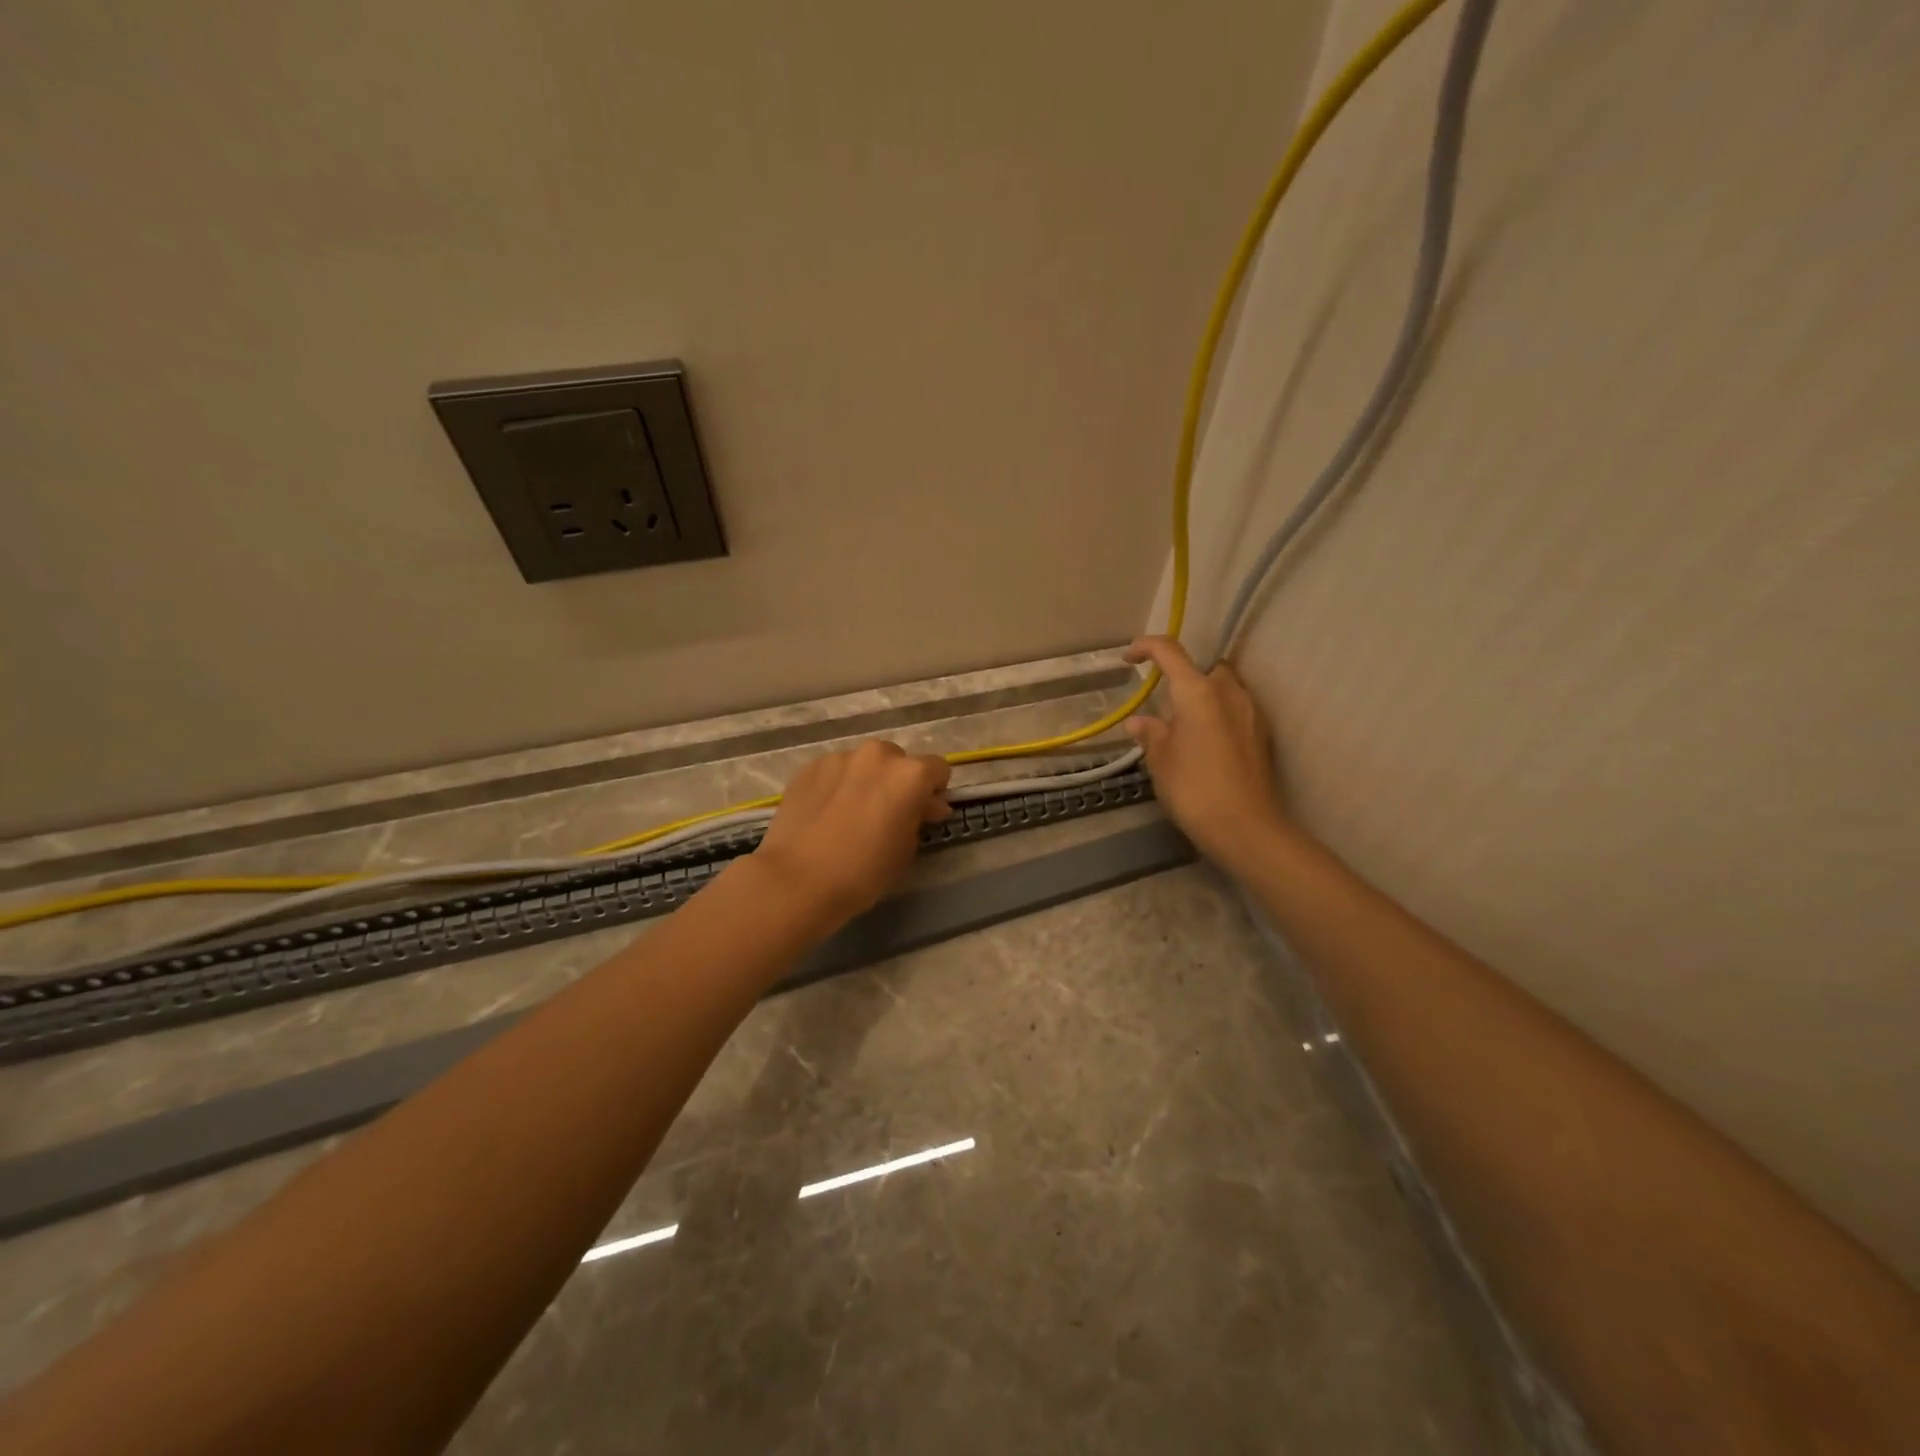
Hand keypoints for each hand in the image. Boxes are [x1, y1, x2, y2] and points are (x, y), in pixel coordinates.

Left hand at [752, 740, 951, 929]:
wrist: (797, 880)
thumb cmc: (863, 872)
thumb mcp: (906, 850)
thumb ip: (919, 818)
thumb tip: (925, 805)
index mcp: (909, 775)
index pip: (938, 769)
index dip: (934, 791)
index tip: (925, 812)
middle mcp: (877, 755)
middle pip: (898, 761)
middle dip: (898, 782)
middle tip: (886, 814)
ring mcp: (840, 758)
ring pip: (864, 764)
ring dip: (866, 781)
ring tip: (851, 814)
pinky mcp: (810, 767)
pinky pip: (835, 771)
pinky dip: (838, 786)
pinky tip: (826, 813)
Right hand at [1124, 637, 1287, 871]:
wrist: (1245, 827)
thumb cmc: (1193, 788)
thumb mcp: (1160, 760)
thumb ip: (1151, 734)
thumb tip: (1140, 721)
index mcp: (1198, 691)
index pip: (1170, 651)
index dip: (1146, 647)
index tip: (1129, 659)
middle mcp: (1229, 692)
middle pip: (1207, 668)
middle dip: (1187, 677)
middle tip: (1167, 704)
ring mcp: (1251, 713)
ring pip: (1226, 689)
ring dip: (1205, 698)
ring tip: (1186, 728)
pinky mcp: (1262, 735)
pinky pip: (1237, 712)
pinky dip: (1220, 718)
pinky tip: (1207, 747)